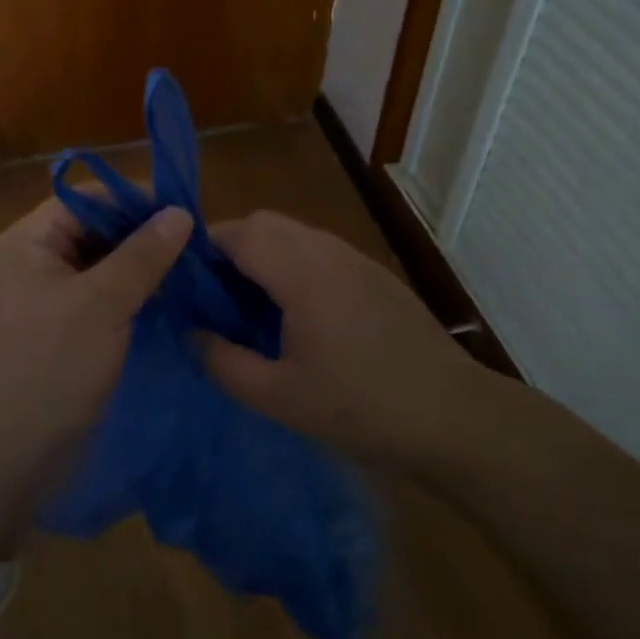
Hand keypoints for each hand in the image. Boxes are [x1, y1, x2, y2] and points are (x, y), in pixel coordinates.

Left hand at [0, 196, 191, 551]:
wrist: (5, 462)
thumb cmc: (48, 370)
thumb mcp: (101, 305)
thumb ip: (143, 255)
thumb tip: (180, 212)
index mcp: (28, 241)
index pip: (88, 198)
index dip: (135, 199)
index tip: (186, 211)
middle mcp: (34, 260)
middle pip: (95, 228)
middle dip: (143, 233)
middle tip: (196, 244)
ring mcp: (47, 297)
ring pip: (102, 263)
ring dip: (142, 265)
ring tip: (192, 268)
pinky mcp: (62, 330)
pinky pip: (101, 296)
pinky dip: (132, 293)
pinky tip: (170, 298)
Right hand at [200, 211, 486, 467]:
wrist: (453, 415)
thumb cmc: (361, 407)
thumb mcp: (280, 397)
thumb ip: (224, 363)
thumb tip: (190, 334)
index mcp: (301, 272)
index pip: (238, 232)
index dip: (204, 249)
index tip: (186, 284)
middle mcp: (327, 250)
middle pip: (265, 223)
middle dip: (231, 247)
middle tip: (216, 298)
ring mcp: (355, 258)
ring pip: (294, 233)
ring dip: (264, 254)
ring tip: (252, 307)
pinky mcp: (374, 274)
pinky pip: (319, 251)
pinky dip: (293, 264)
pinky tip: (298, 314)